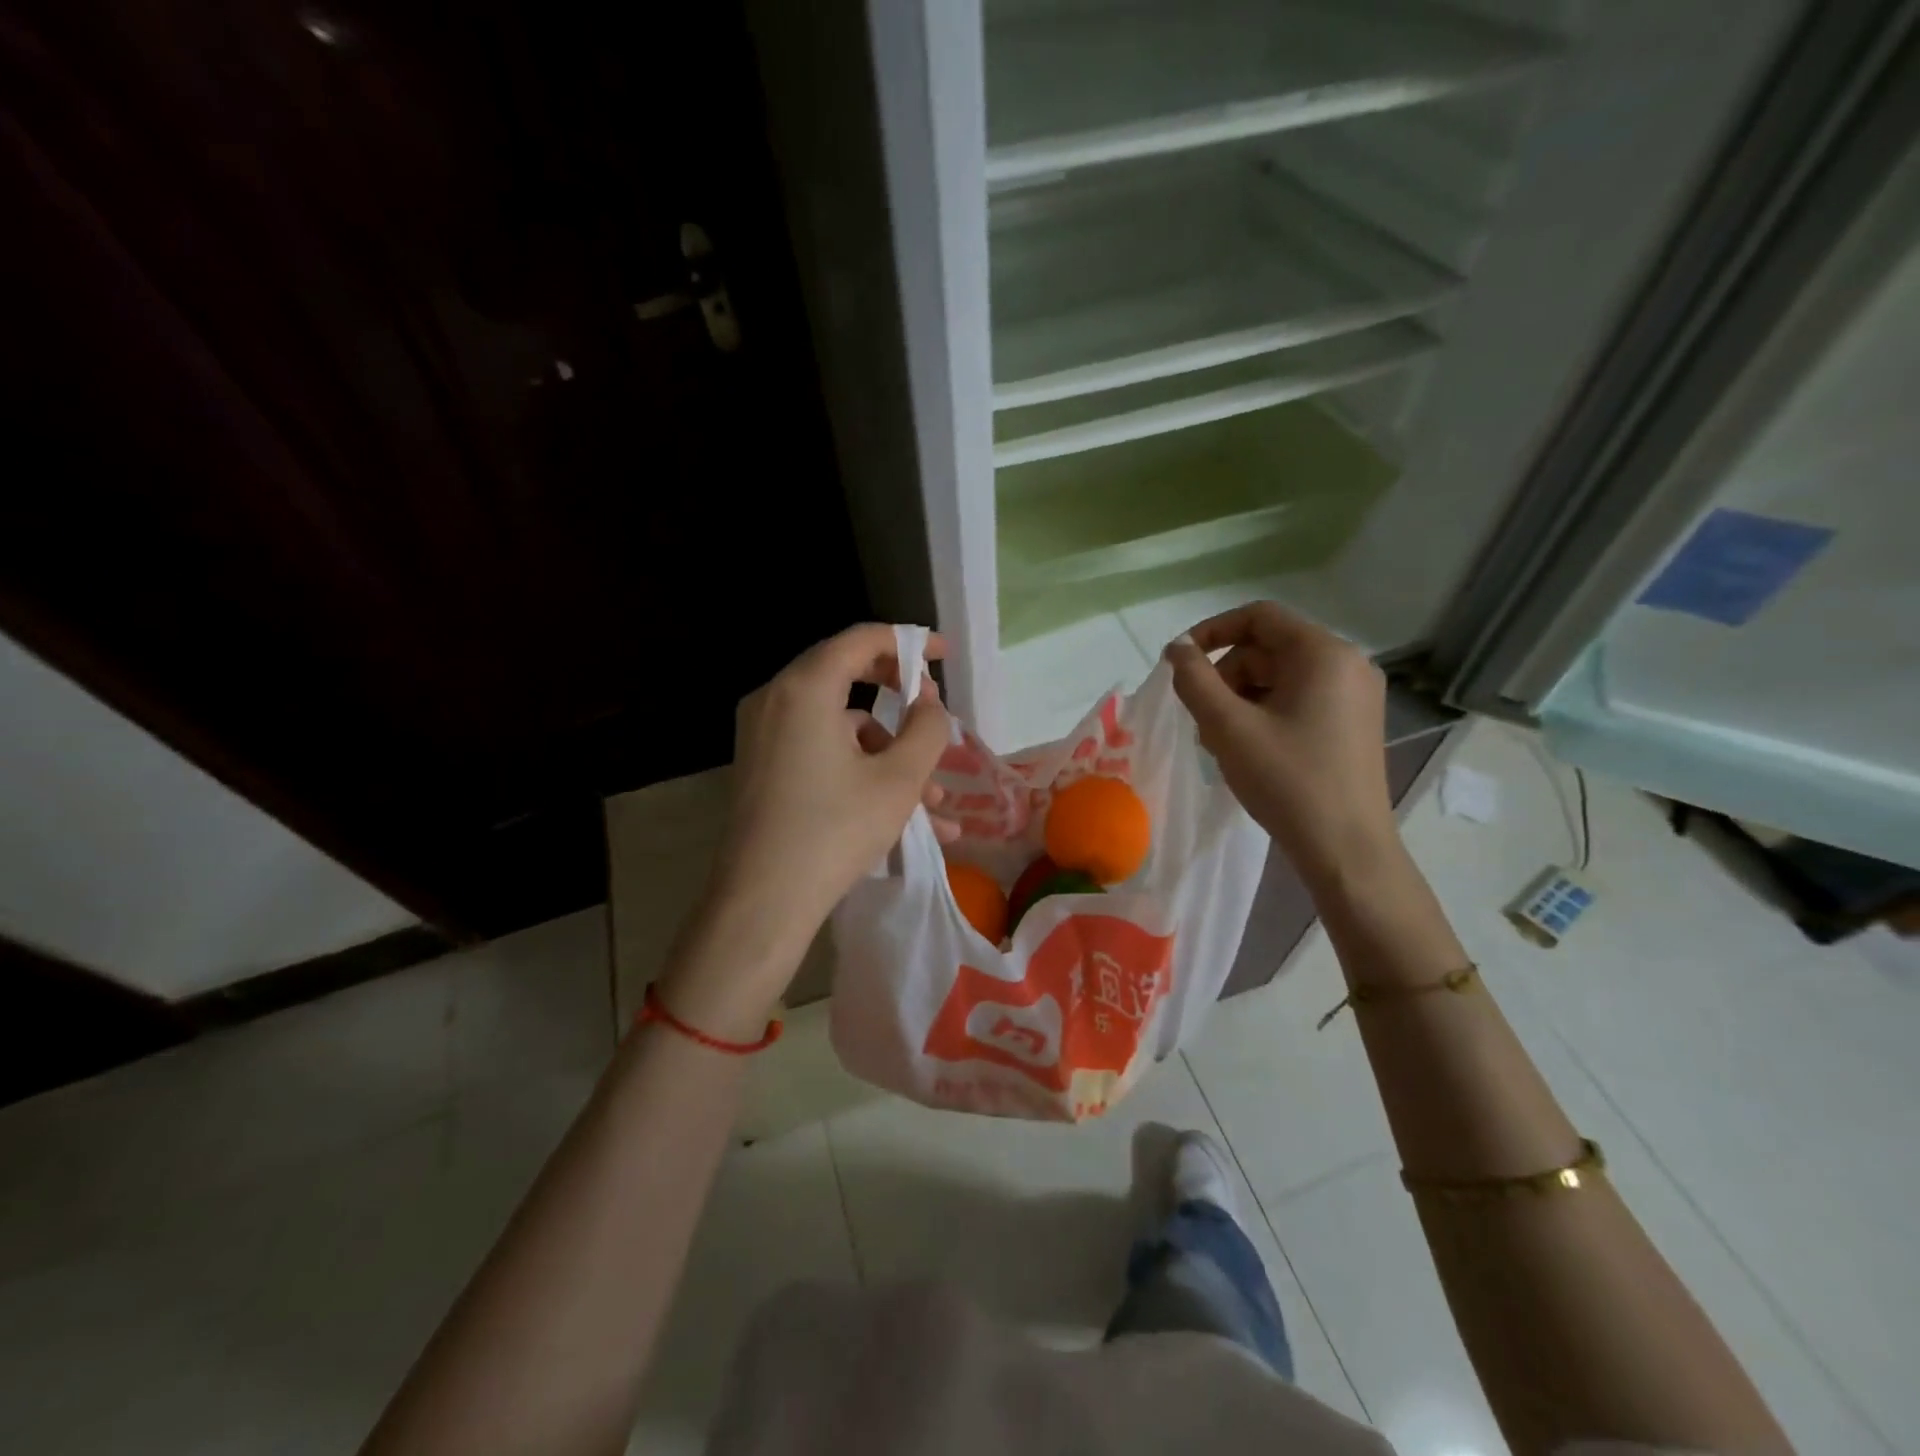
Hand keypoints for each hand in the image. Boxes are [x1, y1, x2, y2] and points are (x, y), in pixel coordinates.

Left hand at [661, 625, 955, 1035]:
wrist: (762, 902)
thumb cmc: (835, 831)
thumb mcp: (900, 779)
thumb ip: (928, 728)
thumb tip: (929, 704)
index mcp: (804, 688)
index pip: (861, 640)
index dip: (908, 642)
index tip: (943, 656)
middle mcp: (776, 700)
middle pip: (847, 677)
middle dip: (900, 699)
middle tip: (935, 714)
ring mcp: (763, 735)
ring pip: (840, 727)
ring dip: (889, 755)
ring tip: (935, 805)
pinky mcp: (763, 767)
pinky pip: (820, 752)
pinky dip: (860, 771)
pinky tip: (903, 819)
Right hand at [1164, 602, 1396, 884]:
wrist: (1346, 849)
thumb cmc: (1287, 781)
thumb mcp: (1228, 727)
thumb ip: (1195, 680)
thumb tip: (1177, 648)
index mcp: (1324, 653)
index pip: (1258, 617)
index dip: (1211, 631)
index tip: (1179, 663)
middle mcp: (1347, 663)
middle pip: (1268, 648)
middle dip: (1226, 676)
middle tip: (1201, 719)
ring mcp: (1355, 694)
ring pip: (1280, 676)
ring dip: (1240, 698)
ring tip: (1220, 740)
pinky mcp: (1353, 722)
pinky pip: (1299, 698)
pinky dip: (1265, 712)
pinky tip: (1248, 748)